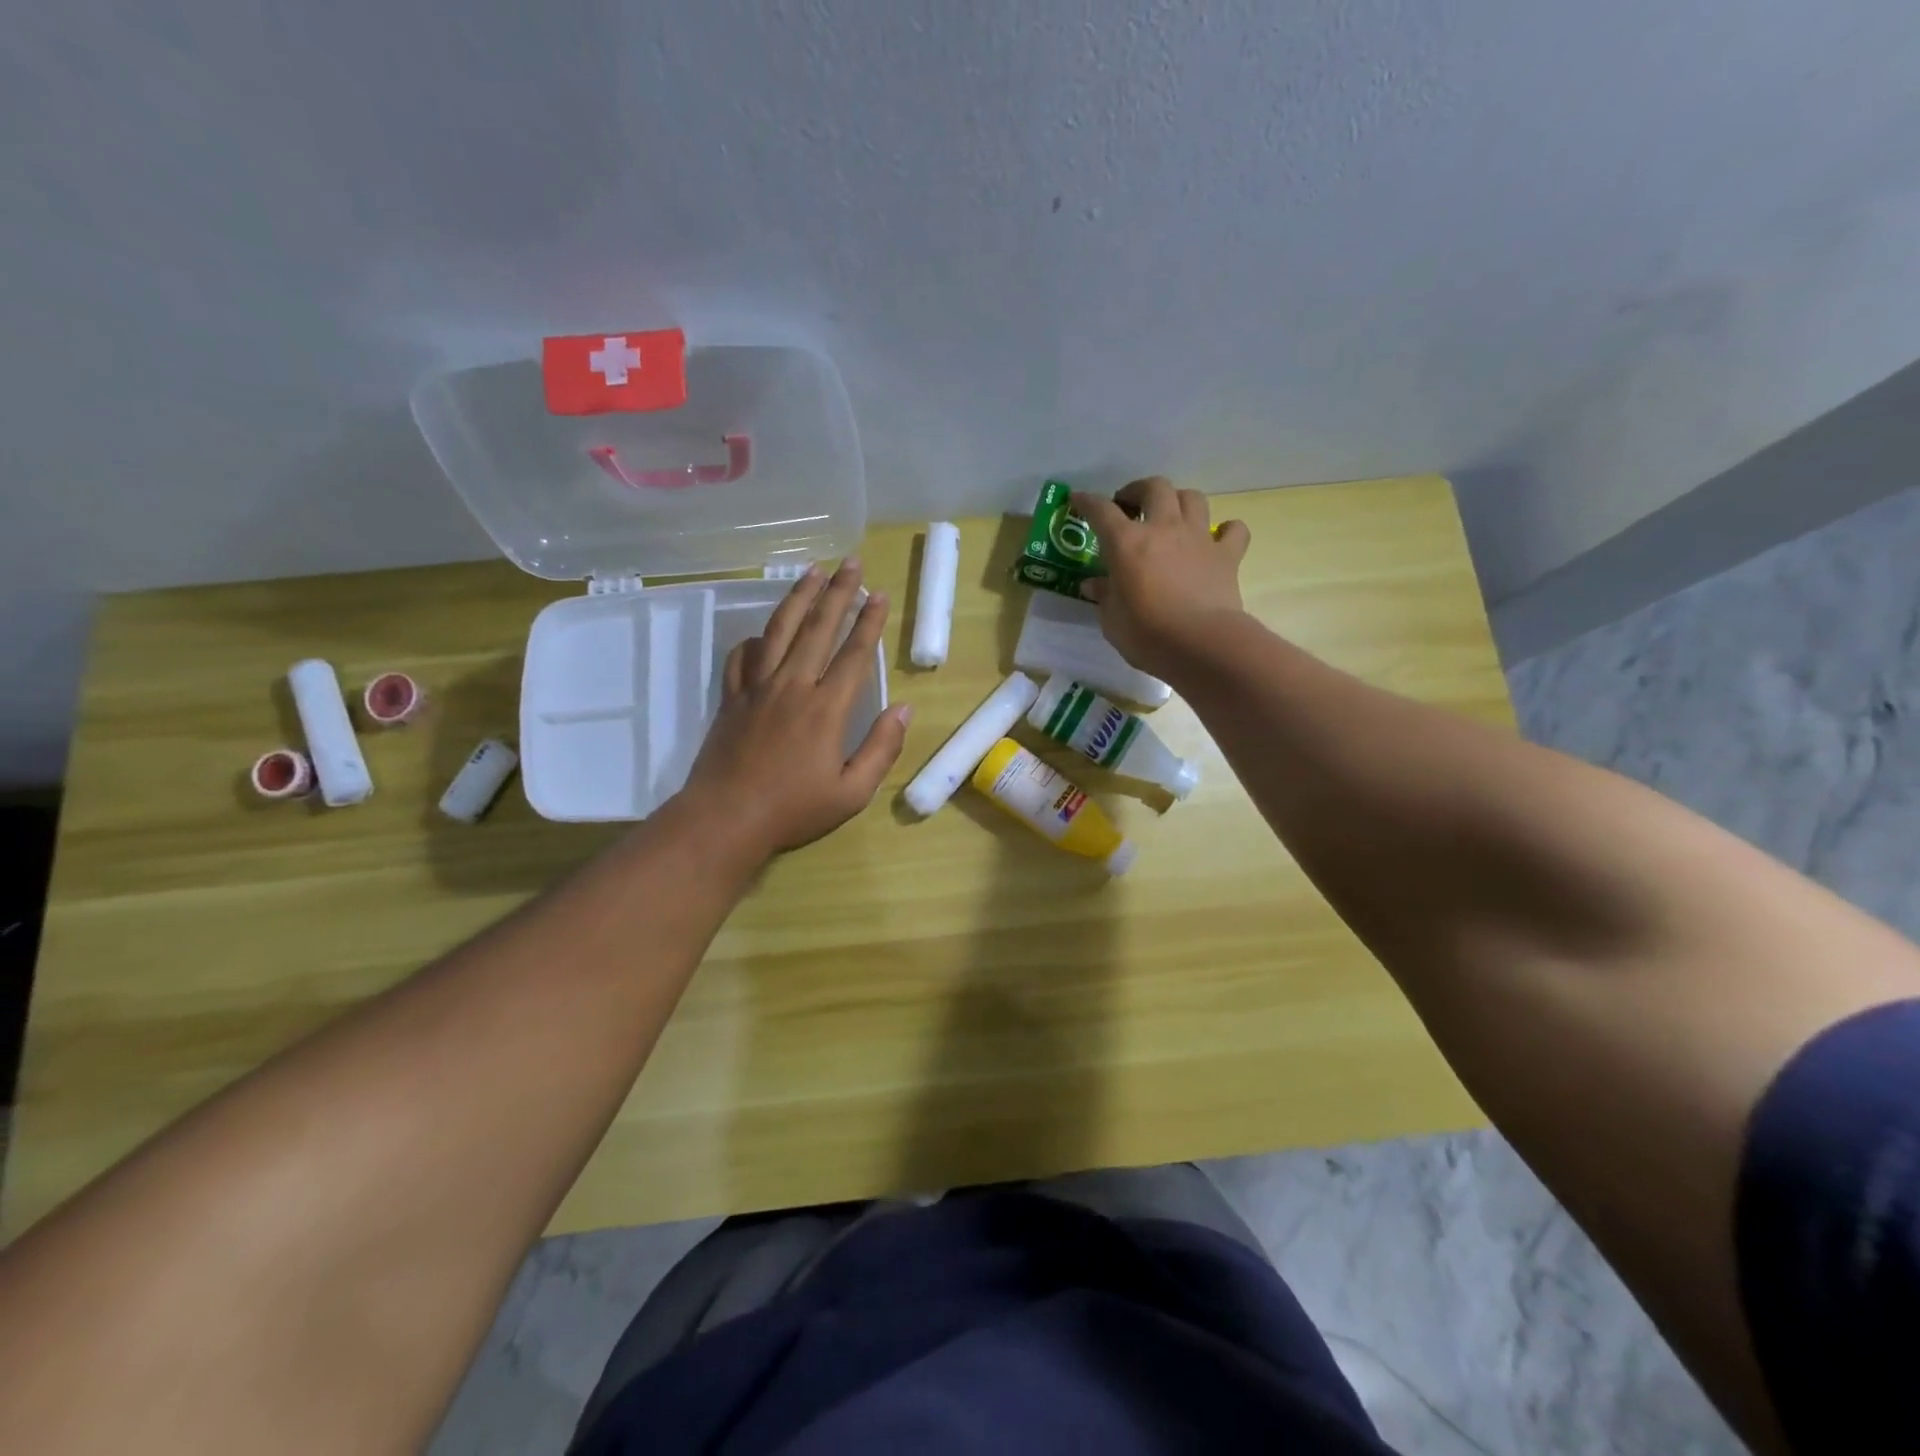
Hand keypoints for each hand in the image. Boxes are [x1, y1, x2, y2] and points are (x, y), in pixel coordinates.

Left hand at [678, 560, 912, 857]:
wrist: (725, 819)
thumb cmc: (793, 810)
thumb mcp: (852, 793)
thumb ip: (881, 749)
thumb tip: (903, 709)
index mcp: (826, 709)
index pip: (853, 654)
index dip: (869, 622)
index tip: (879, 594)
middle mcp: (792, 687)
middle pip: (818, 629)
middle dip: (837, 593)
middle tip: (850, 563)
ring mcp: (757, 689)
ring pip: (779, 631)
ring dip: (797, 598)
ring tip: (811, 572)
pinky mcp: (731, 698)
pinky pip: (741, 658)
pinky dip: (753, 640)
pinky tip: (761, 632)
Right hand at [1070, 476, 1250, 677]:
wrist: (1202, 644)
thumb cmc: (1147, 635)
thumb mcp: (1112, 620)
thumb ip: (1104, 596)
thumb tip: (1093, 584)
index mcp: (1127, 543)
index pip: (1101, 511)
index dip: (1087, 502)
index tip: (1078, 500)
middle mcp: (1164, 529)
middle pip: (1154, 487)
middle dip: (1138, 490)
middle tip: (1130, 506)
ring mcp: (1199, 538)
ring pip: (1192, 498)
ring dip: (1179, 501)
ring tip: (1170, 516)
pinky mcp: (1227, 556)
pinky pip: (1233, 530)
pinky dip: (1226, 530)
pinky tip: (1218, 539)